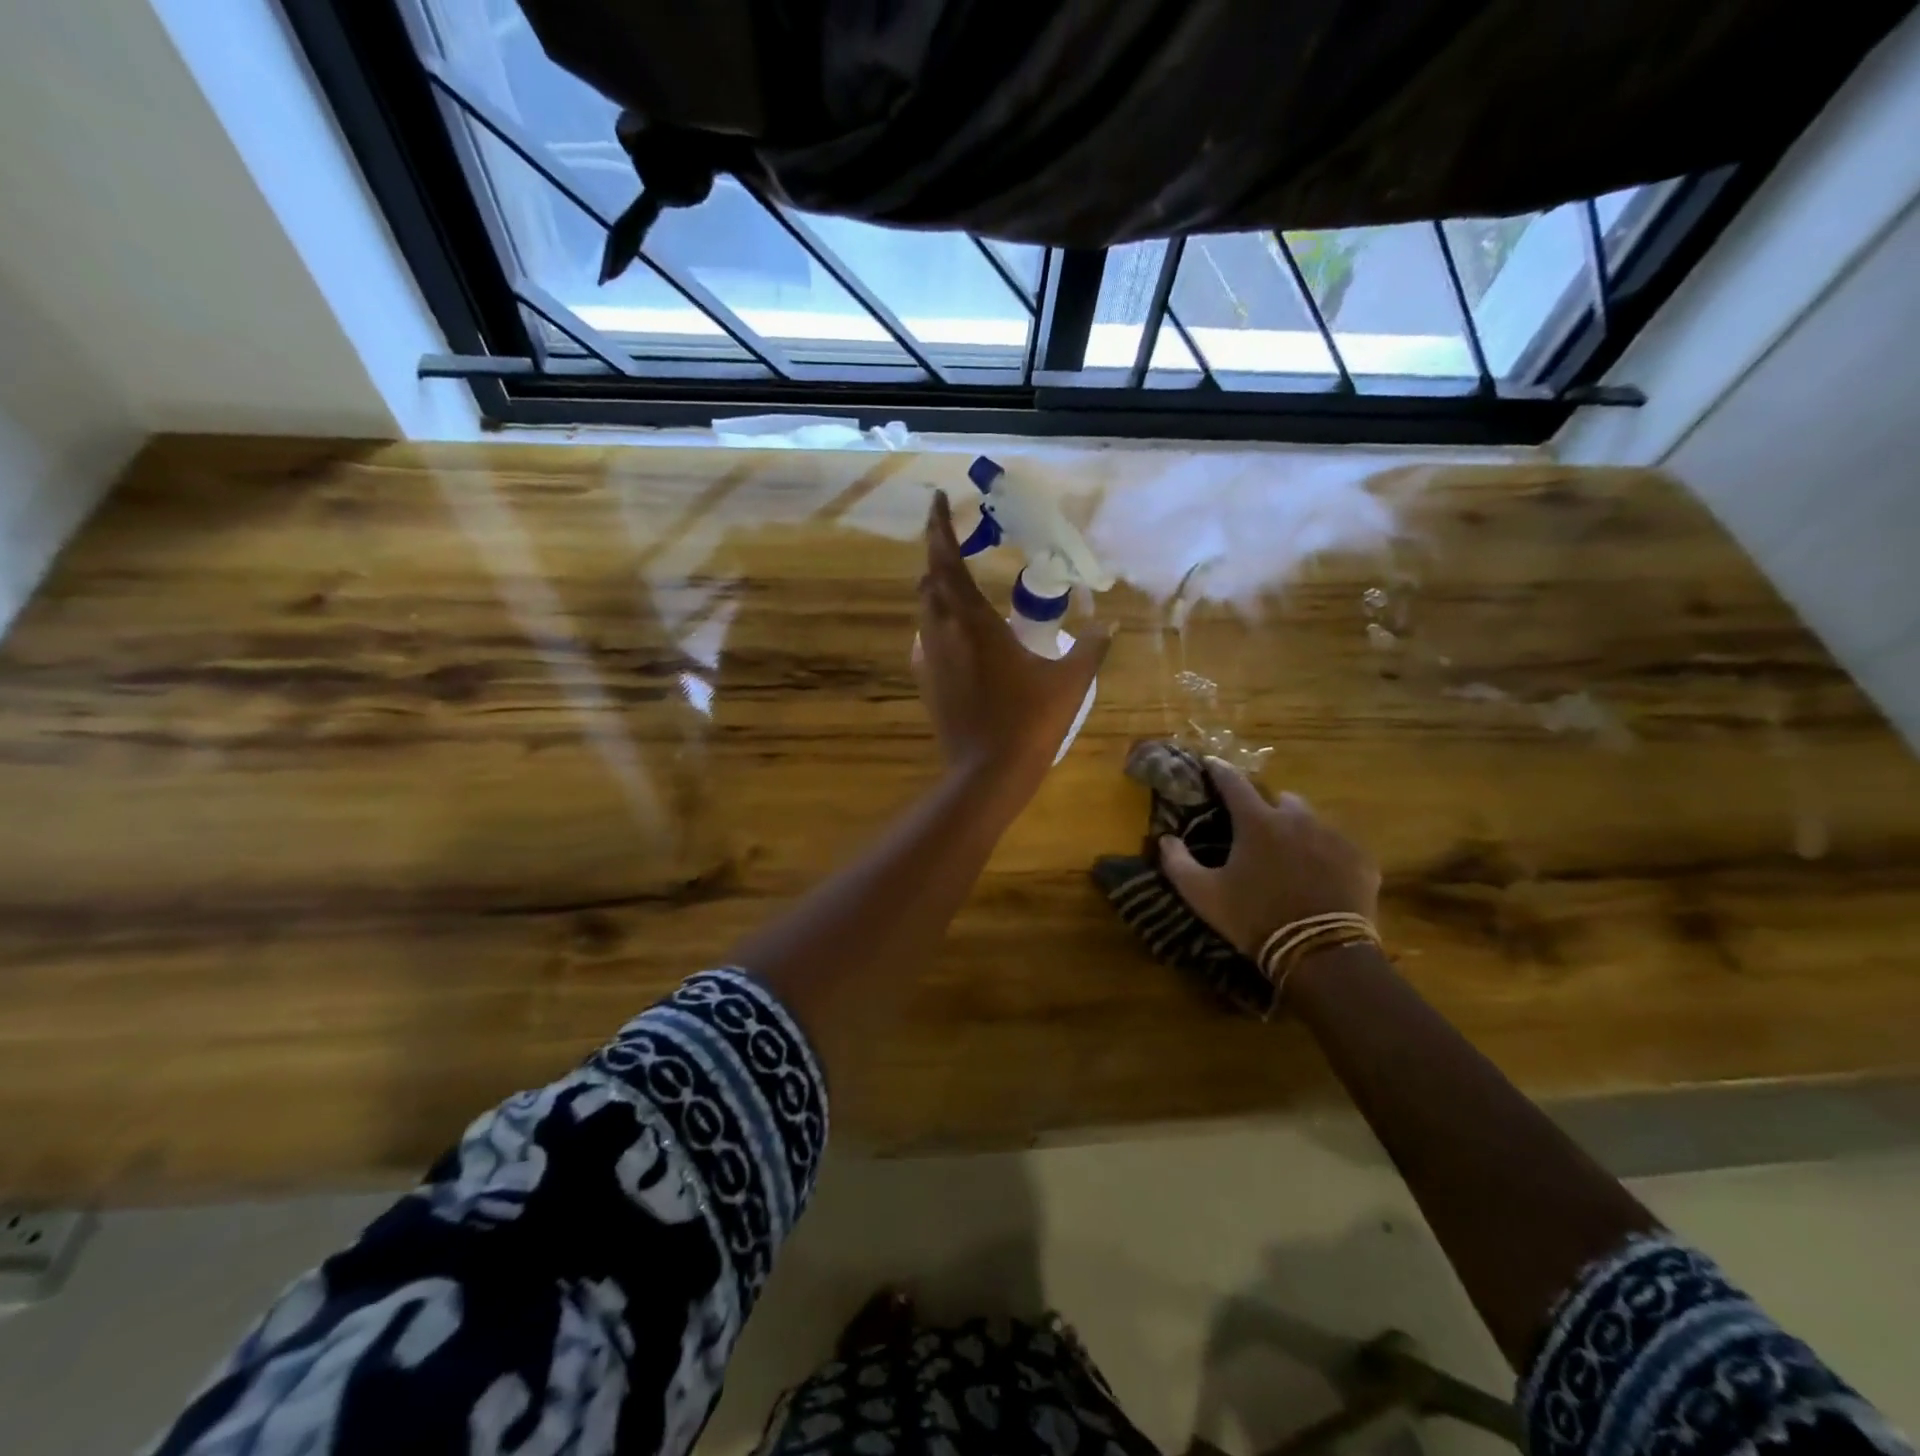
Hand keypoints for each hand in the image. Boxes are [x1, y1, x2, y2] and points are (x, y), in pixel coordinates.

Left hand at [913, 492, 1110, 787]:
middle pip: (929, 580)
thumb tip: (1107, 625)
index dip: (938, 526)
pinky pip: (927, 639)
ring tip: (959, 581)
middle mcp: (943, 632)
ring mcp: (930, 659)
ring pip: (925, 610)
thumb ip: (1090, 648)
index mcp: (972, 621)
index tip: (936, 498)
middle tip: (956, 538)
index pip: (946, 559)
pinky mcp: (926, 682)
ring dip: (937, 588)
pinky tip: (958, 634)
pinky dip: (938, 624)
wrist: (986, 774)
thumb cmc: (1029, 722)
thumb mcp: (1070, 682)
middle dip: (938, 553)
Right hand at [1158, 760, 1379, 956]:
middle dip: (1269, 810)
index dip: (1220, 770)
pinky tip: (1322, 879)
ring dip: (1300, 832)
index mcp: (1257, 822)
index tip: (1211, 763)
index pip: (1233, 783)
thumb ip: (1178, 863)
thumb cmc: (1255, 918)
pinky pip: (1341, 847)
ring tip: (1293, 858)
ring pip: (1313, 822)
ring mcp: (1334, 837)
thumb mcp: (1204, 895)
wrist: (1321, 954)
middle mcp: (1298, 818)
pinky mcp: (1361, 859)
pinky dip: (1328, 856)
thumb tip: (1166, 839)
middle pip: (1281, 800)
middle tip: (1259, 834)